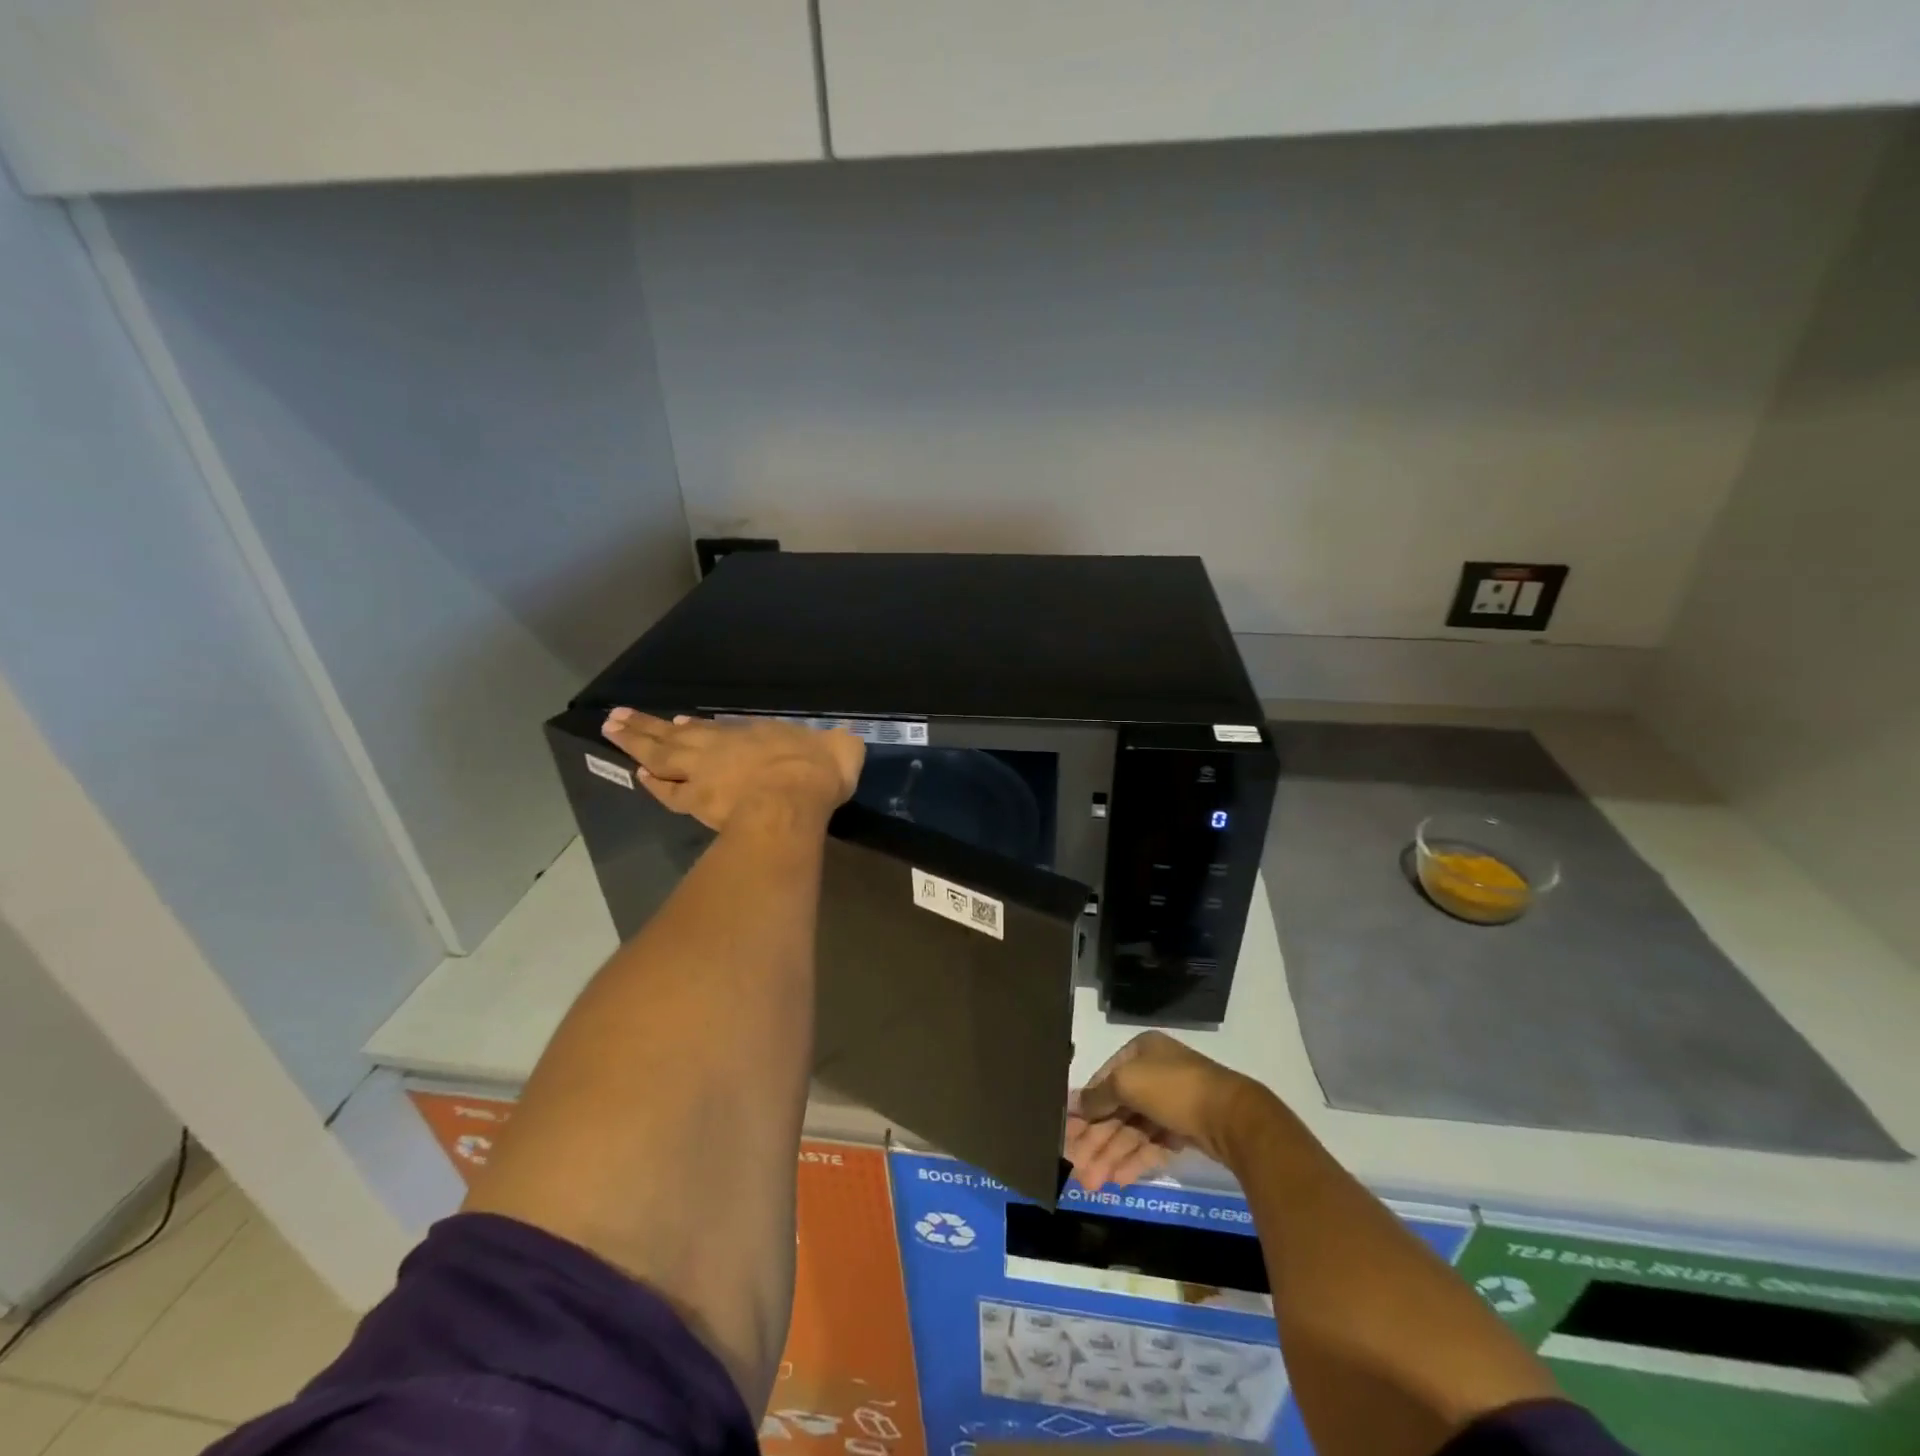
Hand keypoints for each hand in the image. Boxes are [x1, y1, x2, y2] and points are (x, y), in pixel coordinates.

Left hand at [600, 709, 864, 830]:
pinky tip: (639, 778)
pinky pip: (667, 792)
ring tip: (612, 731)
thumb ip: (839, 743)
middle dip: (644, 725)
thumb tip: (847, 740)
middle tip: (617, 717)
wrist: (792, 802)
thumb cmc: (815, 771)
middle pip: (673, 735)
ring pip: (660, 756)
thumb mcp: (840, 749)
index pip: (714, 727)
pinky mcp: (697, 802)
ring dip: (634, 744)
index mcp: (752, 733)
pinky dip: (652, 784)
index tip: (675, 721)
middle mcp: (720, 747)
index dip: (692, 726)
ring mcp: (703, 774)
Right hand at [1065, 1031, 1265, 1189]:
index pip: (1104, 1080)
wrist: (1232, 1117)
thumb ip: (1098, 1094)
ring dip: (1112, 1156)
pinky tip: (1119, 1181)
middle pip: (1117, 1109)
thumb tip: (1073, 1102)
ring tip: (1094, 1184)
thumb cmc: (1173, 1088)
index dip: (1084, 1107)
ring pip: (1133, 1130)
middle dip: (1097, 1141)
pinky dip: (1136, 1161)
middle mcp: (1154, 1073)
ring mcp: (1171, 1102)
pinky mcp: (1186, 1129)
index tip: (1066, 1134)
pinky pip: (1153, 1144)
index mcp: (1140, 1052)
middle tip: (1078, 1171)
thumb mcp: (1127, 1082)